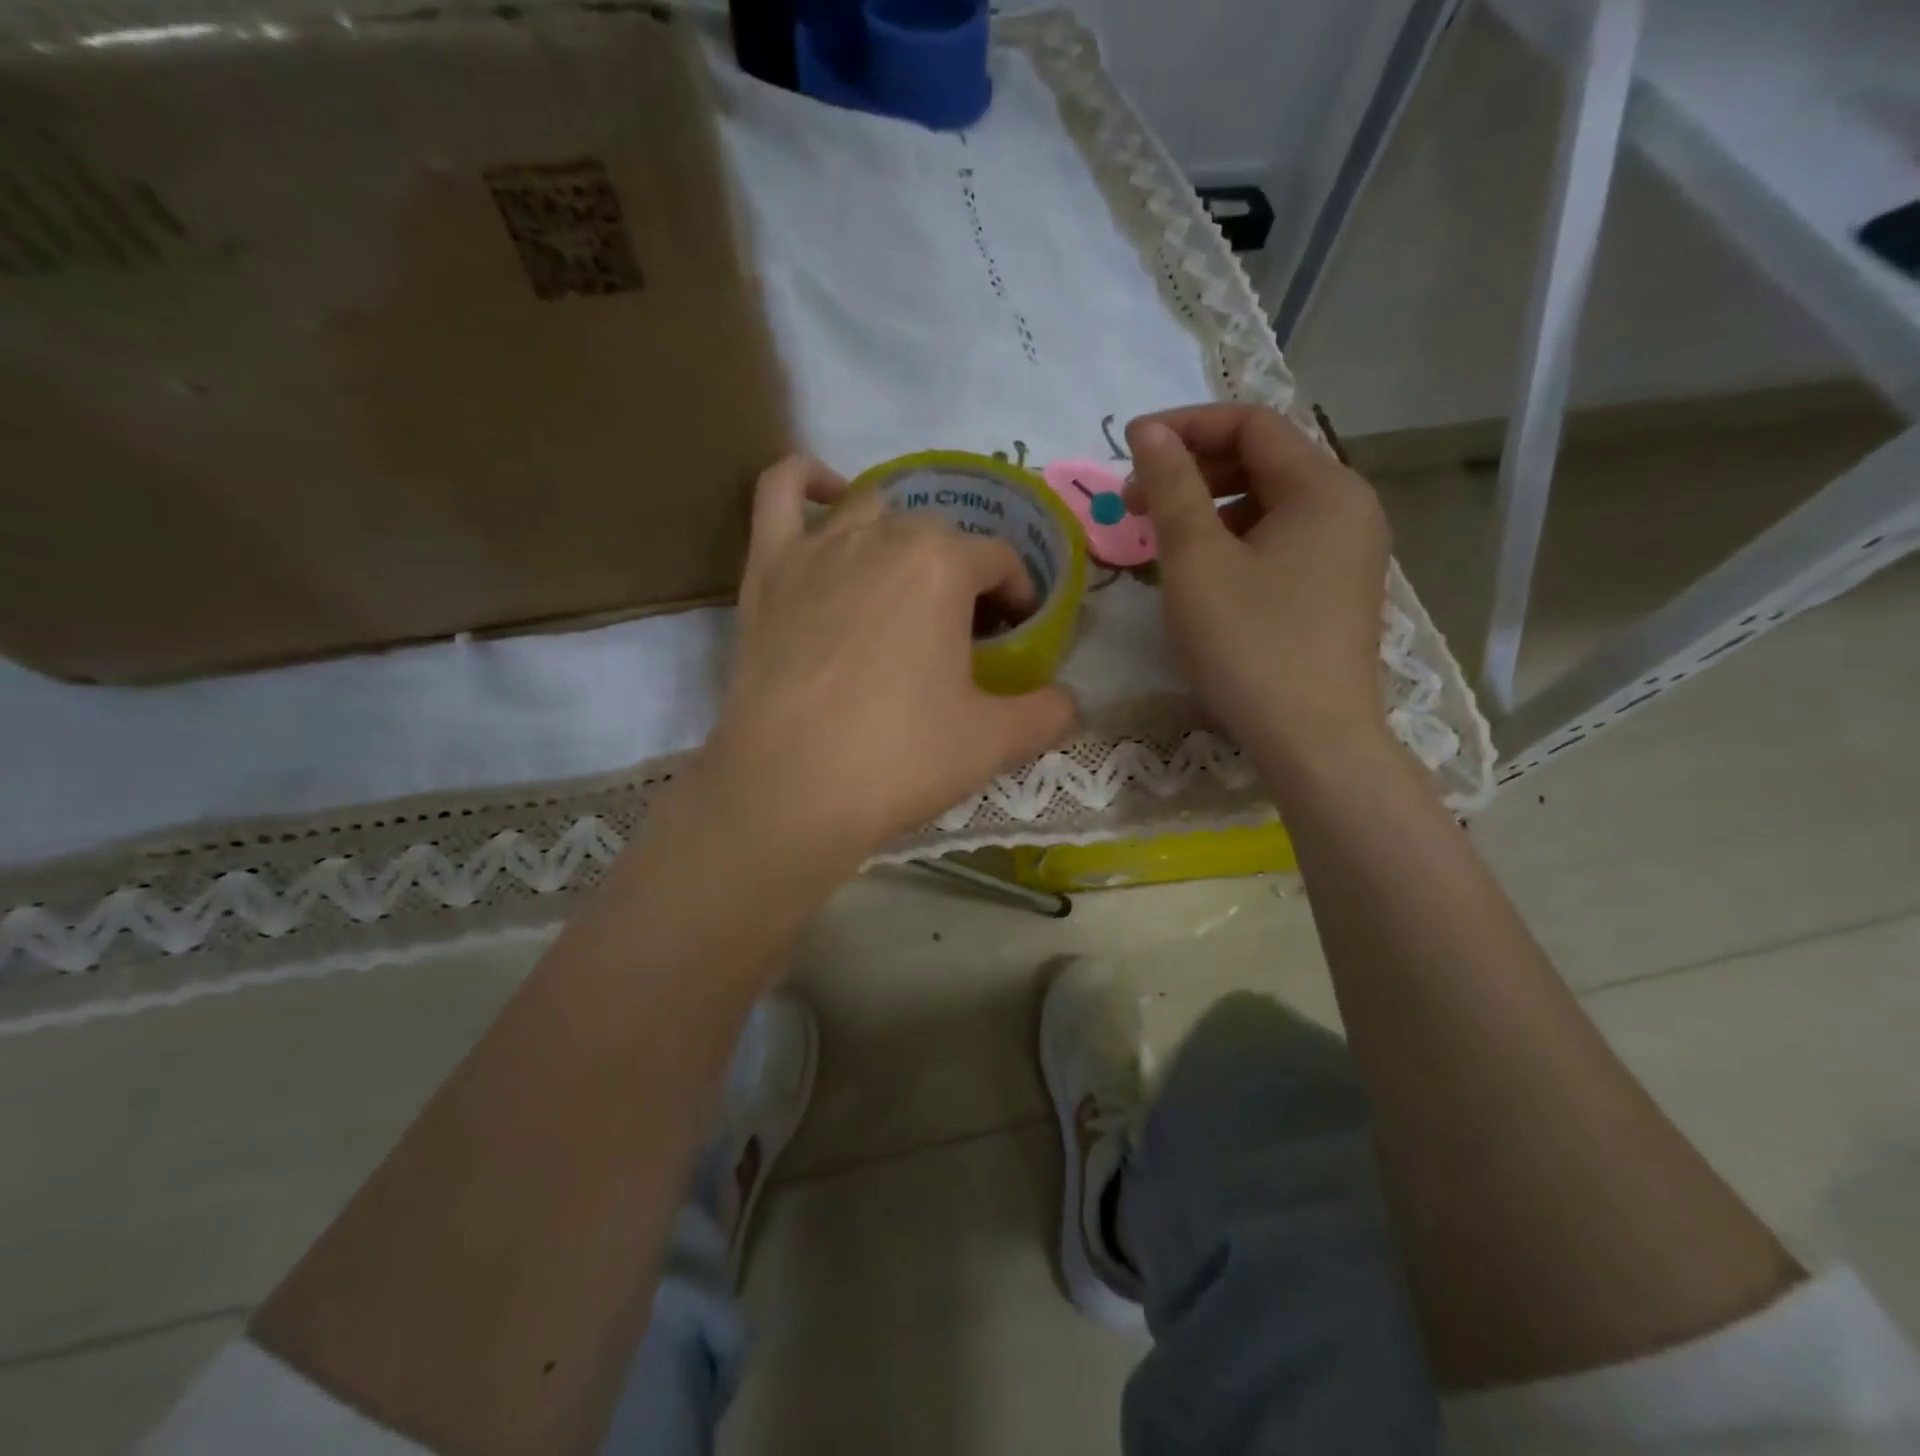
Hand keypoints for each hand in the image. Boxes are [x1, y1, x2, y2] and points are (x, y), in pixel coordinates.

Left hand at [698, 455, 1076, 873]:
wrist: (790, 790)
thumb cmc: (899, 758)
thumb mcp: (995, 742)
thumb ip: (1048, 712)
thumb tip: (1070, 702)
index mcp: (944, 565)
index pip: (1000, 560)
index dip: (1017, 595)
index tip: (1015, 634)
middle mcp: (883, 536)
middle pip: (939, 535)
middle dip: (961, 573)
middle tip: (960, 631)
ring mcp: (817, 546)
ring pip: (871, 508)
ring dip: (899, 536)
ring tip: (903, 582)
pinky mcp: (766, 568)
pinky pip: (779, 492)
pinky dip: (804, 479)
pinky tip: (826, 495)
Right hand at [1125, 405, 1390, 759]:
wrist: (1312, 741)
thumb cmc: (1249, 645)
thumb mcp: (1197, 561)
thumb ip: (1172, 487)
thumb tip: (1149, 432)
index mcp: (1325, 487)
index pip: (1251, 424)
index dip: (1185, 426)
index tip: (1128, 448)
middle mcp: (1348, 508)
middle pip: (1263, 461)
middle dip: (1193, 470)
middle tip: (1134, 502)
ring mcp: (1348, 553)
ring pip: (1269, 506)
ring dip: (1209, 509)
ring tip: (1160, 541)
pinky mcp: (1336, 590)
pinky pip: (1280, 543)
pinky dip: (1234, 542)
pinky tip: (1200, 574)